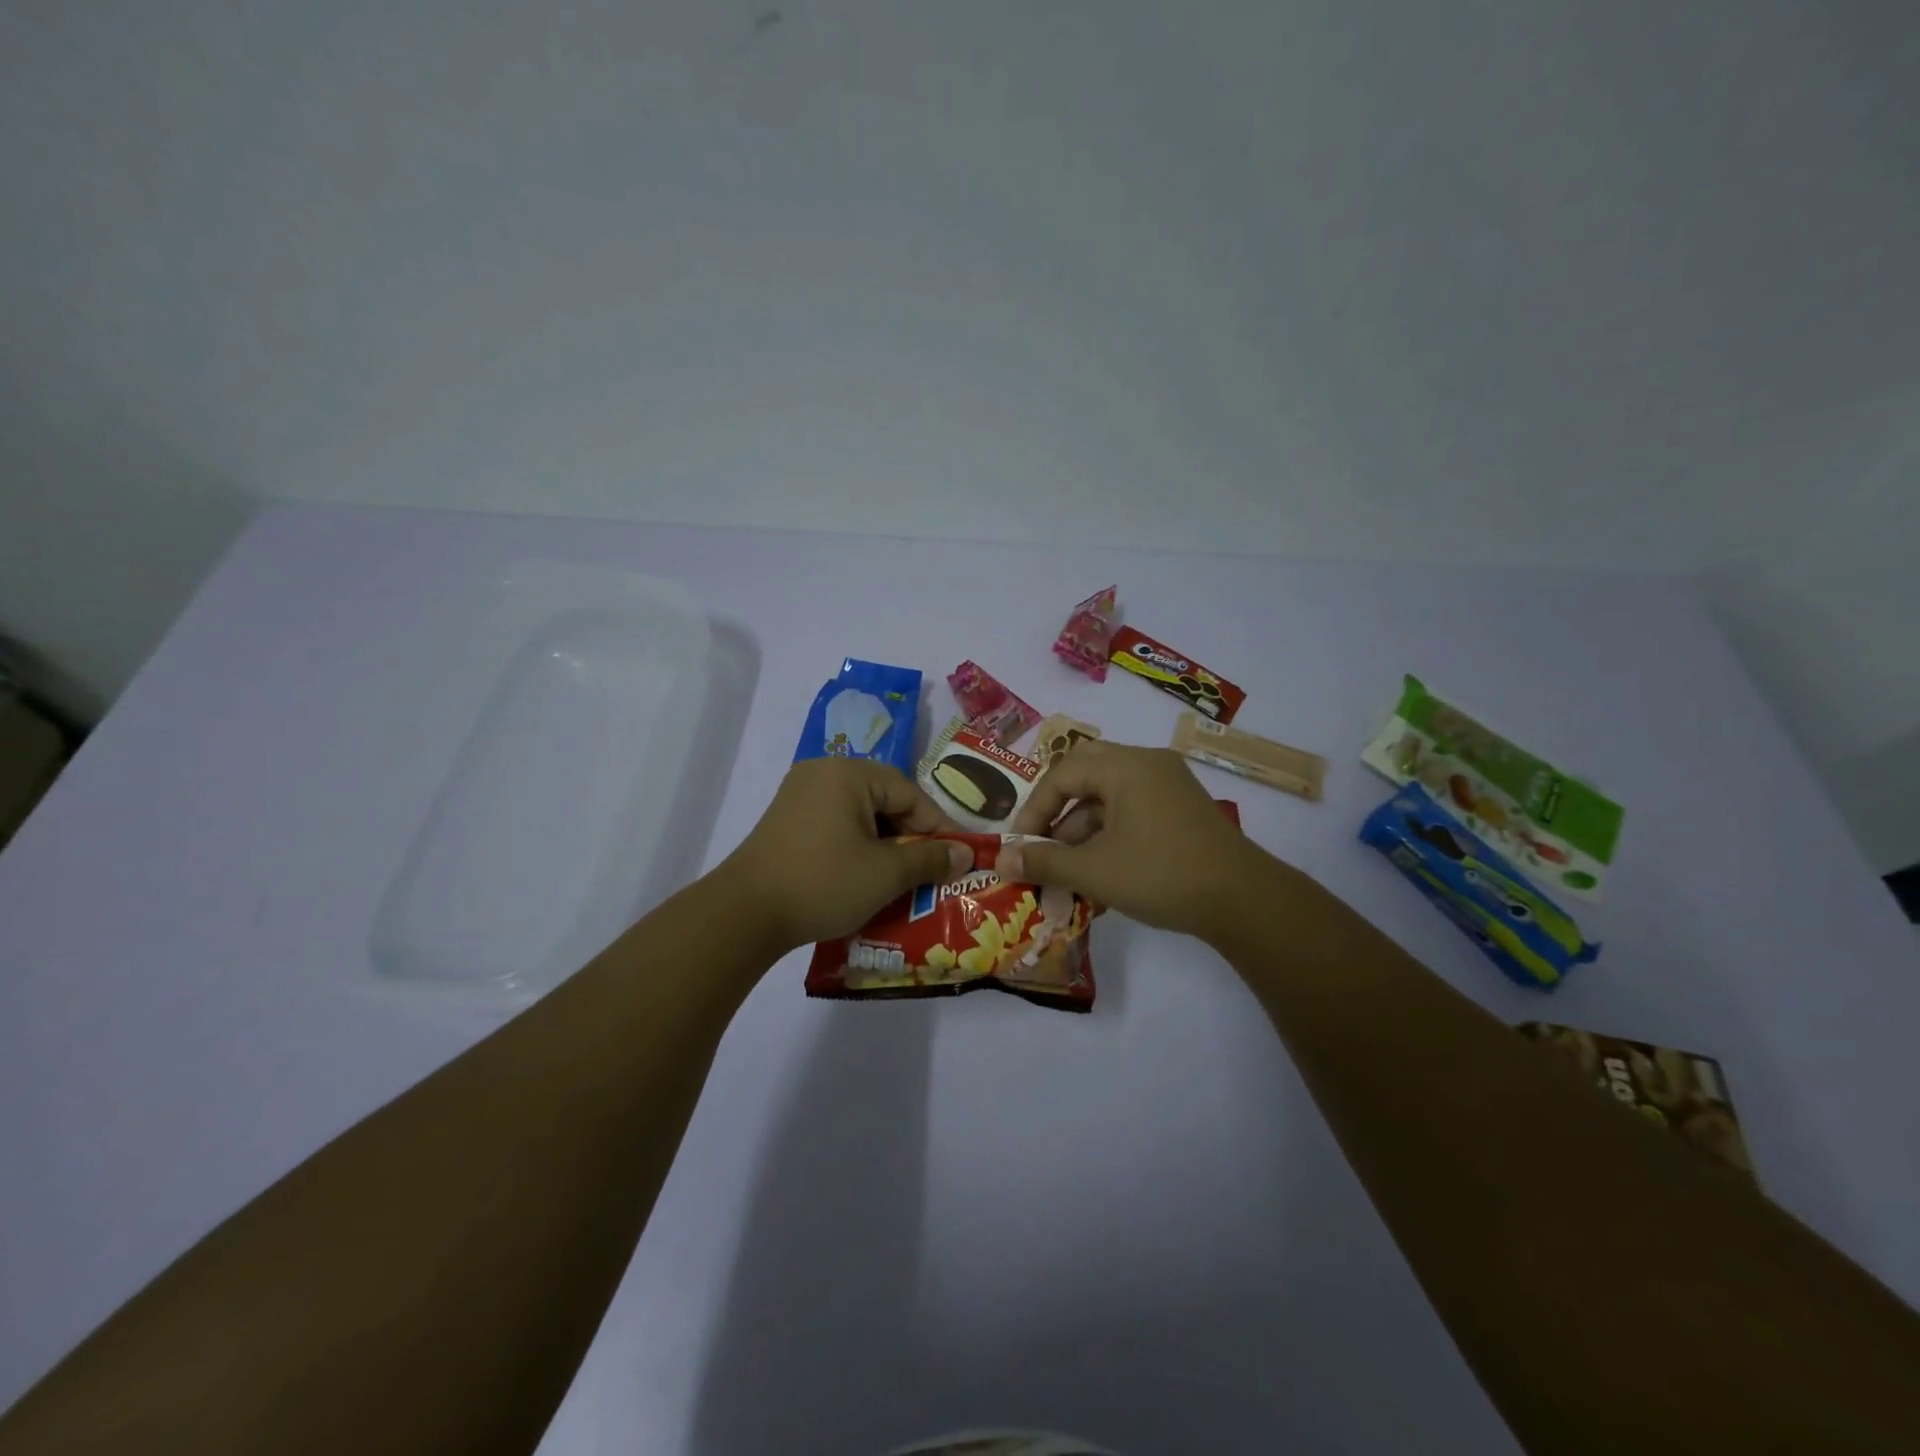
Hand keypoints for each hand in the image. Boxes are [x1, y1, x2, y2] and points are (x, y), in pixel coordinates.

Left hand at [718, 758, 973, 952]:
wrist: (744, 914)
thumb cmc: (823, 883)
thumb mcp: (885, 874)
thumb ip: (930, 858)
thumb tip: (966, 854)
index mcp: (849, 773)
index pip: (909, 793)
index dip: (937, 826)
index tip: (957, 858)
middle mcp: (823, 773)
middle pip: (884, 799)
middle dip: (910, 836)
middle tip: (930, 869)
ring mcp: (800, 796)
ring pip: (860, 814)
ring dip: (884, 844)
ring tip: (902, 877)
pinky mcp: (787, 821)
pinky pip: (836, 824)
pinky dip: (857, 846)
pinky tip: (865, 875)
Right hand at [999, 741, 1274, 940]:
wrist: (1244, 901)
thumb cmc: (1161, 875)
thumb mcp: (1094, 871)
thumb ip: (1044, 861)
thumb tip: (1000, 858)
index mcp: (1126, 766)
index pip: (1062, 774)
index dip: (1034, 810)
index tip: (1021, 846)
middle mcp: (1148, 765)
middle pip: (1086, 776)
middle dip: (1058, 814)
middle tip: (1043, 844)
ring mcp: (1170, 786)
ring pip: (1110, 798)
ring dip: (1083, 832)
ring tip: (1070, 875)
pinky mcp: (1183, 810)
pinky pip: (1133, 811)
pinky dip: (1110, 837)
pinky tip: (1102, 876)